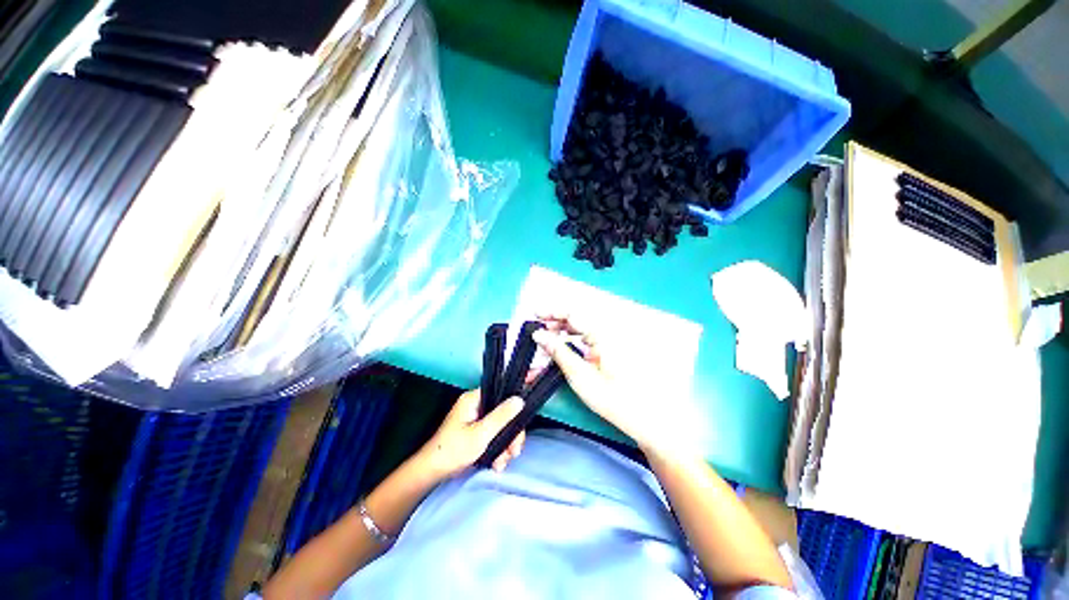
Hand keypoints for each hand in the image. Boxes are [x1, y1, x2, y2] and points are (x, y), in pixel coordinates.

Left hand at [416, 389, 525, 479]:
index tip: (533, 392)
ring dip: (506, 445)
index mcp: (475, 398)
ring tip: (502, 462)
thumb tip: (520, 399)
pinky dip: (499, 448)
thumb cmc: (453, 450)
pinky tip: (498, 463)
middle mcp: (478, 405)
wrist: (432, 473)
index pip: (502, 388)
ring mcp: (477, 418)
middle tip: (514, 451)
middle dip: (511, 433)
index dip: (518, 391)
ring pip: (502, 425)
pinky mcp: (477, 431)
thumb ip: (501, 416)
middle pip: (505, 412)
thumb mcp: (481, 434)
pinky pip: (495, 434)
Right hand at [532, 313, 699, 458]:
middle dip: (554, 324)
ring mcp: (607, 341)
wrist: (641, 416)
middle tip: (537, 333)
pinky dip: (570, 343)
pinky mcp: (607, 350)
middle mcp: (606, 333)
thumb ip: (559, 352)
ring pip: (578, 330)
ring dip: (560, 334)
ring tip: (544, 345)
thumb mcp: (580, 376)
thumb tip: (540, 335)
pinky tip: (559, 352)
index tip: (535, 314)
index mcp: (602, 335)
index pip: (573, 314)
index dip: (552, 311)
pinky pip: (585, 339)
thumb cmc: (613, 398)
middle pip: (575, 320)